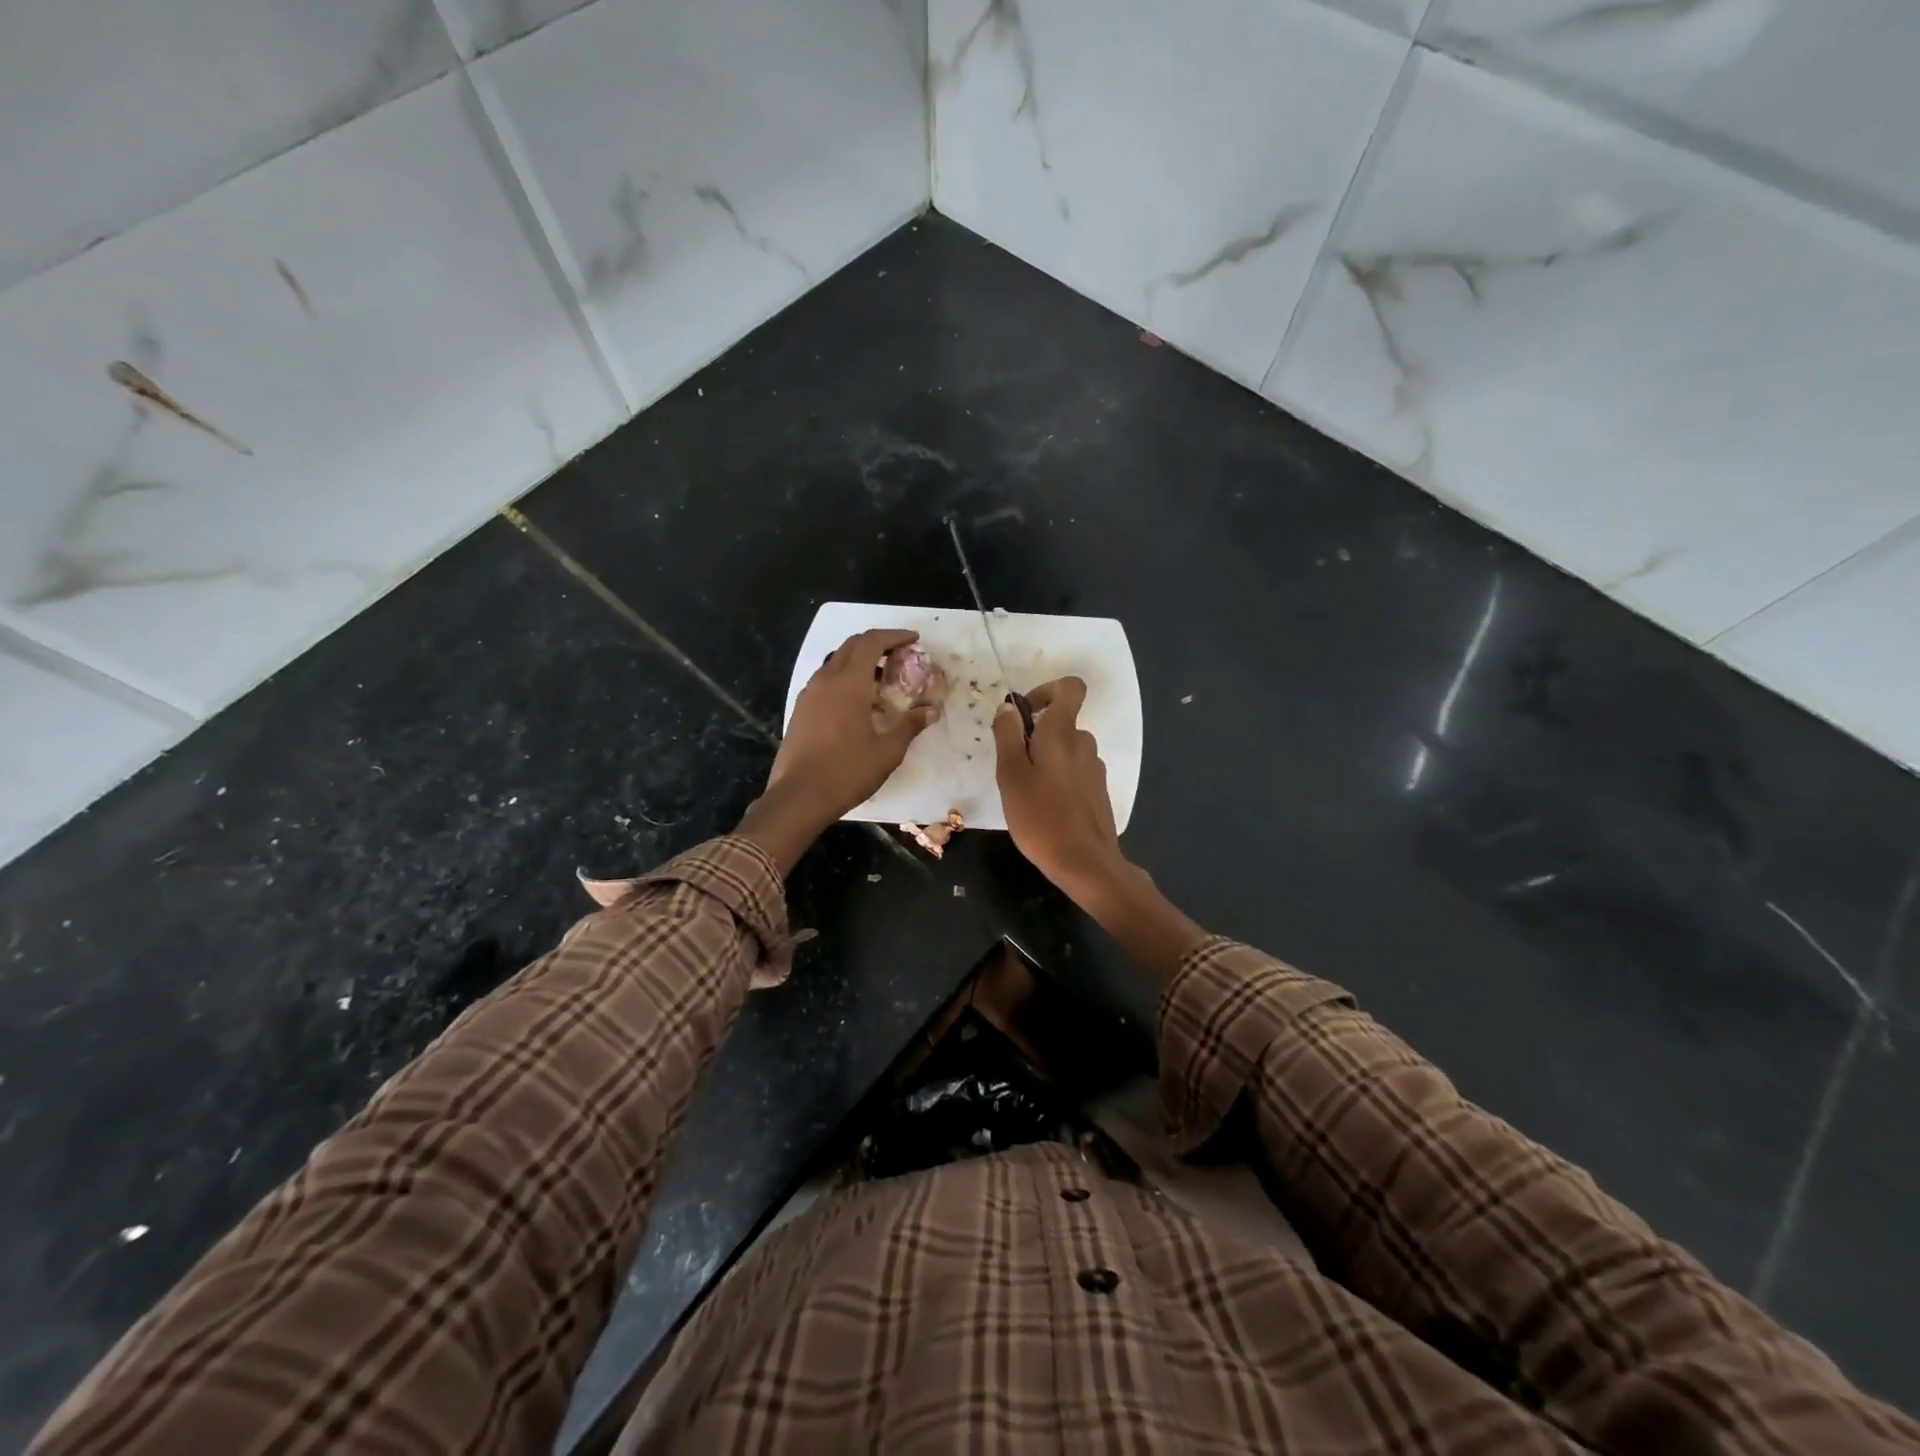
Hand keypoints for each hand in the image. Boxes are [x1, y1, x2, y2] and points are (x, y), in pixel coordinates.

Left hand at [745, 630, 939, 870]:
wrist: (799, 796)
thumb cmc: (847, 771)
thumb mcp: (888, 751)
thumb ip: (910, 725)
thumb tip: (931, 711)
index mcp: (849, 682)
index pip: (872, 642)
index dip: (894, 636)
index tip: (914, 640)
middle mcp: (826, 679)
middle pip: (852, 645)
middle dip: (877, 644)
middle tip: (900, 656)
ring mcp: (809, 693)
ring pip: (836, 661)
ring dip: (860, 661)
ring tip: (881, 679)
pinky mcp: (801, 709)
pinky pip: (826, 680)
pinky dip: (845, 678)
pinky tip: (857, 702)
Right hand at [993, 677, 1126, 900]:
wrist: (1085, 863)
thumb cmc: (1040, 817)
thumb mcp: (1010, 775)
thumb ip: (1007, 736)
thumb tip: (1009, 709)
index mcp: (1063, 733)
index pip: (1070, 688)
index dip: (1046, 691)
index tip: (1025, 714)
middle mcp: (1084, 743)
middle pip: (1061, 723)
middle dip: (1035, 738)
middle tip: (1012, 769)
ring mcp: (1095, 768)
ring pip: (1066, 751)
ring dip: (1045, 762)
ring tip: (1026, 794)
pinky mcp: (1098, 791)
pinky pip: (1074, 772)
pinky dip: (1058, 780)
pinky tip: (1045, 810)